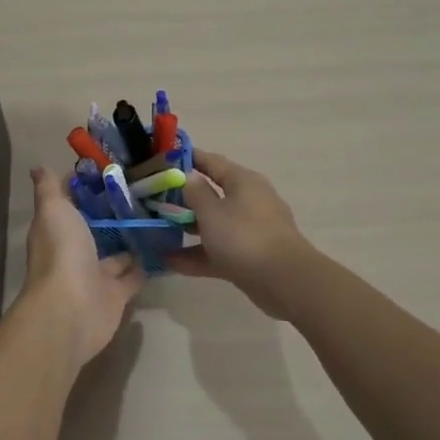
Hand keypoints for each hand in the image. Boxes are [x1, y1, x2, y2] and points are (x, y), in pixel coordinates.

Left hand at [19, 167, 145, 368]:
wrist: (73, 309)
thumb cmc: (62, 253)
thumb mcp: (54, 211)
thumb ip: (50, 189)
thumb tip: (38, 166)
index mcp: (57, 230)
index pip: (71, 205)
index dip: (86, 188)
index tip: (111, 169)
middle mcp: (74, 252)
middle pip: (95, 229)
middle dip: (113, 214)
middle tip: (144, 191)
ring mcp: (95, 275)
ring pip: (116, 254)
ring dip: (131, 239)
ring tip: (158, 216)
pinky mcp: (116, 294)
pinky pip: (133, 276)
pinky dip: (145, 264)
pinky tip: (164, 246)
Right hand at [167, 150, 315, 318]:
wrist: (284, 281)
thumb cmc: (243, 237)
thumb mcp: (211, 212)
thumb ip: (196, 192)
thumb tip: (189, 176)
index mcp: (243, 181)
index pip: (212, 161)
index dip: (189, 158)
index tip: (164, 159)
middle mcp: (249, 200)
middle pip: (213, 193)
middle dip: (185, 198)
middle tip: (155, 200)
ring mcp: (251, 229)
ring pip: (215, 224)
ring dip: (189, 228)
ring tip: (158, 231)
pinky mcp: (250, 256)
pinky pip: (219, 249)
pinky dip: (198, 254)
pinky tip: (170, 262)